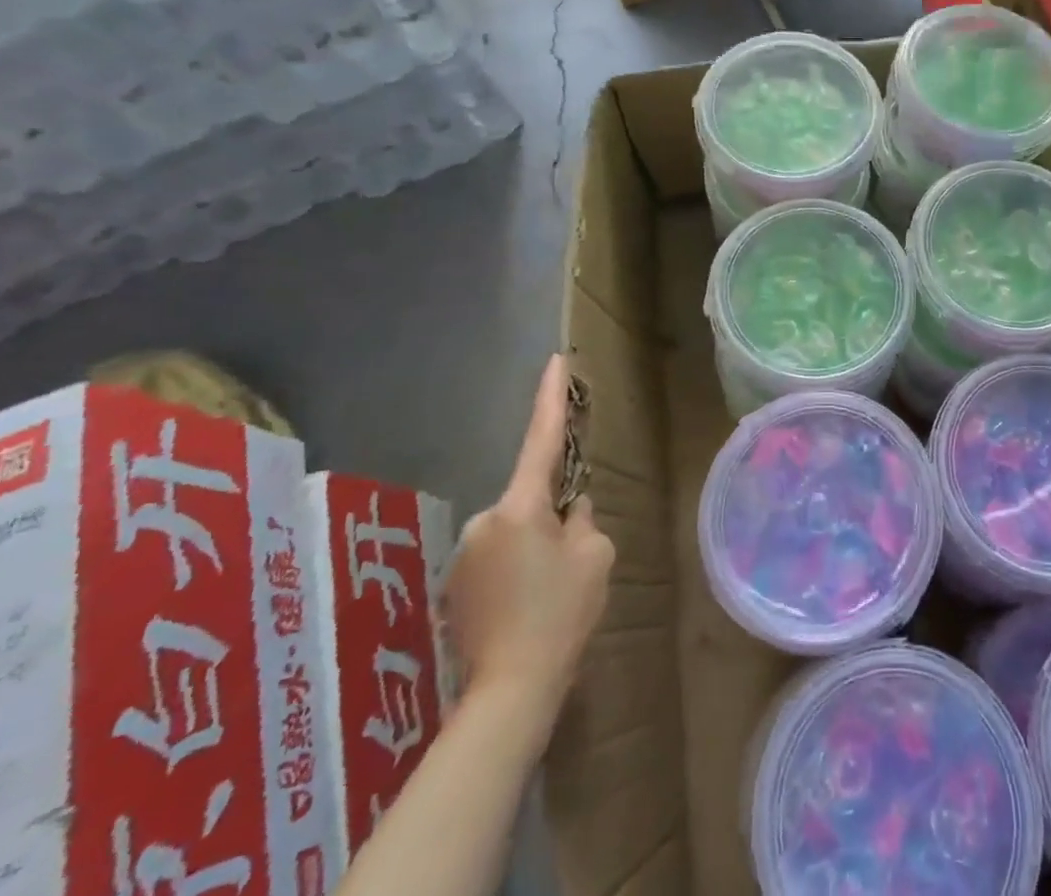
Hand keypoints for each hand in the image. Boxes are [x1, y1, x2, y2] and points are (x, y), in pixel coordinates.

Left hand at [443, 356, 613, 752]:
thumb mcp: (595, 557)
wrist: (511, 690)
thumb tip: (572, 511)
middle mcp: (485, 520)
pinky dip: (515, 571)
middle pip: (529, 499)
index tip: (555, 361)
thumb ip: (584, 521)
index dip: (550, 398)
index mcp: (521, 506)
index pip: (541, 439)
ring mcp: (465, 554)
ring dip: (532, 547)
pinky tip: (526, 609)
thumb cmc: (561, 614)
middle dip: (551, 516)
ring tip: (548, 594)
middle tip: (570, 560)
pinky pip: (497, 559)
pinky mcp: (455, 586)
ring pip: (514, 532)